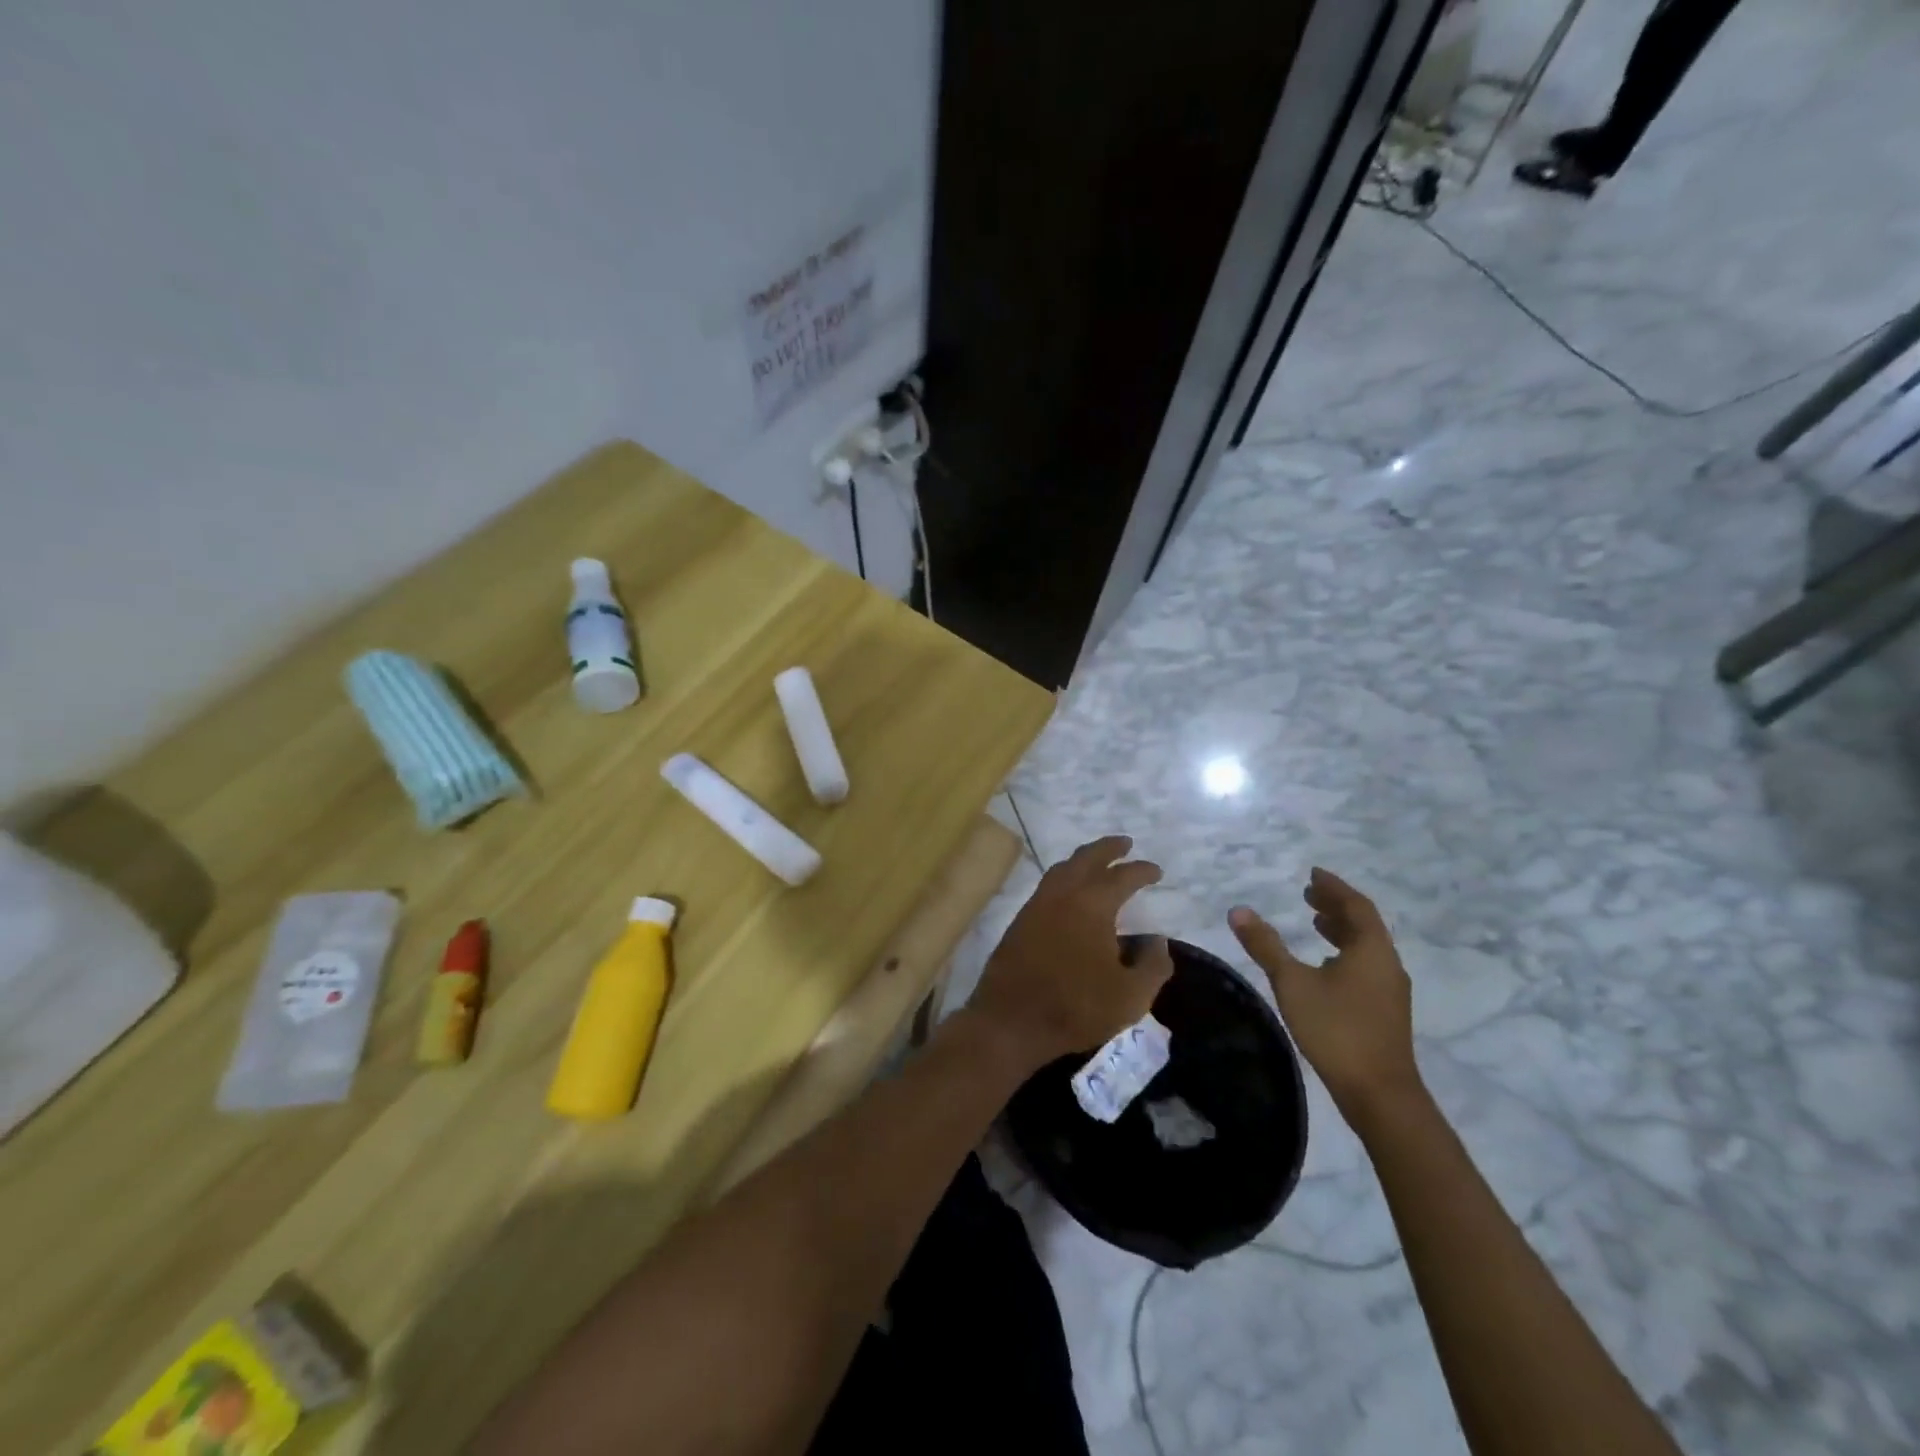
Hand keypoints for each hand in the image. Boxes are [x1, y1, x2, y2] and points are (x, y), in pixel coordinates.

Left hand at [968, 835, 1172, 1071]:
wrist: (1011, 1020)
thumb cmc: (1076, 1007)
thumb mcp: (1131, 996)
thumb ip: (1153, 965)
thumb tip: (1157, 940)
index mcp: (1093, 904)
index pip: (1122, 876)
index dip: (1142, 871)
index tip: (1156, 871)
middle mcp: (1063, 894)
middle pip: (1087, 858)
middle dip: (1108, 848)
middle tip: (1125, 844)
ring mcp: (1037, 904)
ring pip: (1063, 868)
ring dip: (1083, 859)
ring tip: (1098, 862)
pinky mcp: (1020, 920)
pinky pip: (1048, 885)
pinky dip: (1065, 877)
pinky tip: (1071, 892)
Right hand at [1229, 868, 1420, 1120]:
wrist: (1380, 1093)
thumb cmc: (1336, 1029)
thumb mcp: (1292, 982)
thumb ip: (1266, 945)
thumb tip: (1238, 910)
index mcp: (1371, 949)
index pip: (1355, 905)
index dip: (1334, 887)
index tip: (1313, 873)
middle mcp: (1386, 963)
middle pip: (1363, 924)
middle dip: (1336, 906)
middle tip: (1309, 893)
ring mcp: (1389, 990)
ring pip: (1366, 947)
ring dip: (1341, 930)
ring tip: (1316, 923)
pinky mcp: (1385, 1011)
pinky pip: (1366, 966)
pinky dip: (1345, 954)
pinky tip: (1326, 967)